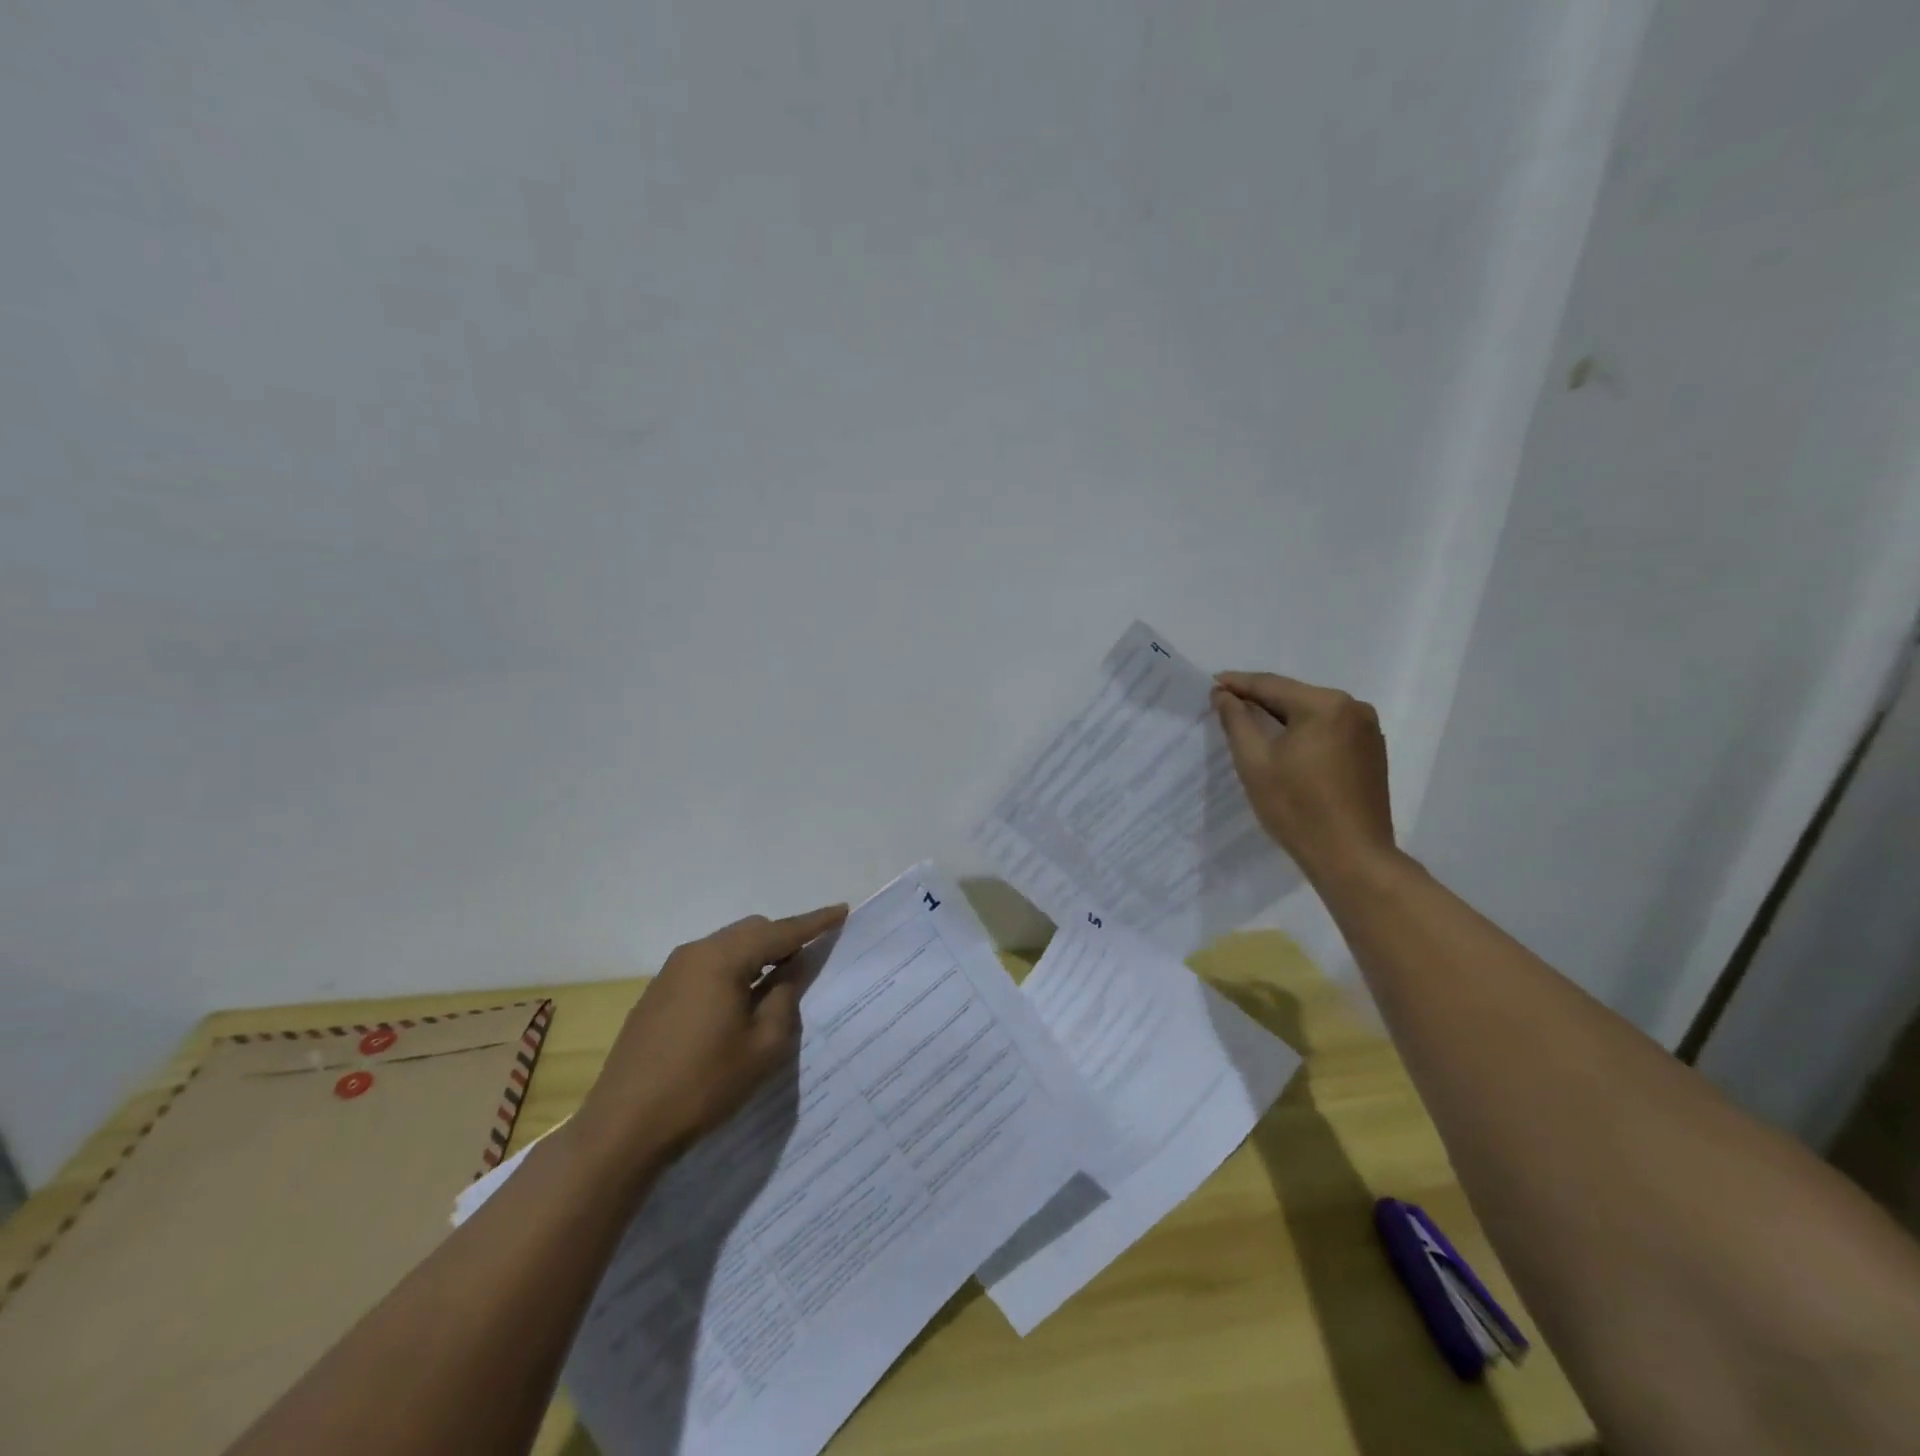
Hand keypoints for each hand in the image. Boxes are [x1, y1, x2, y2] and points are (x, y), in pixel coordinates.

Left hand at [574, 903, 847, 1167]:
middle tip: (810, 960)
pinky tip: (739, 1002)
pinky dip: (732, 972)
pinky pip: (706, 967)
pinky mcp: (657, 995)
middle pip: (750, 932)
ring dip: (756, 957)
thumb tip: (793, 969)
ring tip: (778, 983)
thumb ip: (785, 998)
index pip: (779, 932)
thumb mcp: (762, 1046)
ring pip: (726, 947)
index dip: (814, 922)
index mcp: (722, 958)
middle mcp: (694, 954)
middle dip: (783, 939)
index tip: (841, 910)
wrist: (623, 1127)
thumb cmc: (703, 1084)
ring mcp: (670, 973)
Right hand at [1212, 672, 1396, 883]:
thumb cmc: (1297, 808)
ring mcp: (1368, 730)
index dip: (1237, 684)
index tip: (1211, 683)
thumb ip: (1237, 721)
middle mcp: (1353, 708)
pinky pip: (1329, 730)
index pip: (1271, 685)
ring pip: (1312, 713)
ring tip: (1249, 722)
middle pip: (1294, 696)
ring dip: (1281, 716)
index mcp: (1325, 705)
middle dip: (1259, 699)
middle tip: (1225, 703)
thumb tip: (1223, 694)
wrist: (1352, 857)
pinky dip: (1303, 732)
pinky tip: (1284, 744)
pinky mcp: (1372, 752)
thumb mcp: (1254, 762)